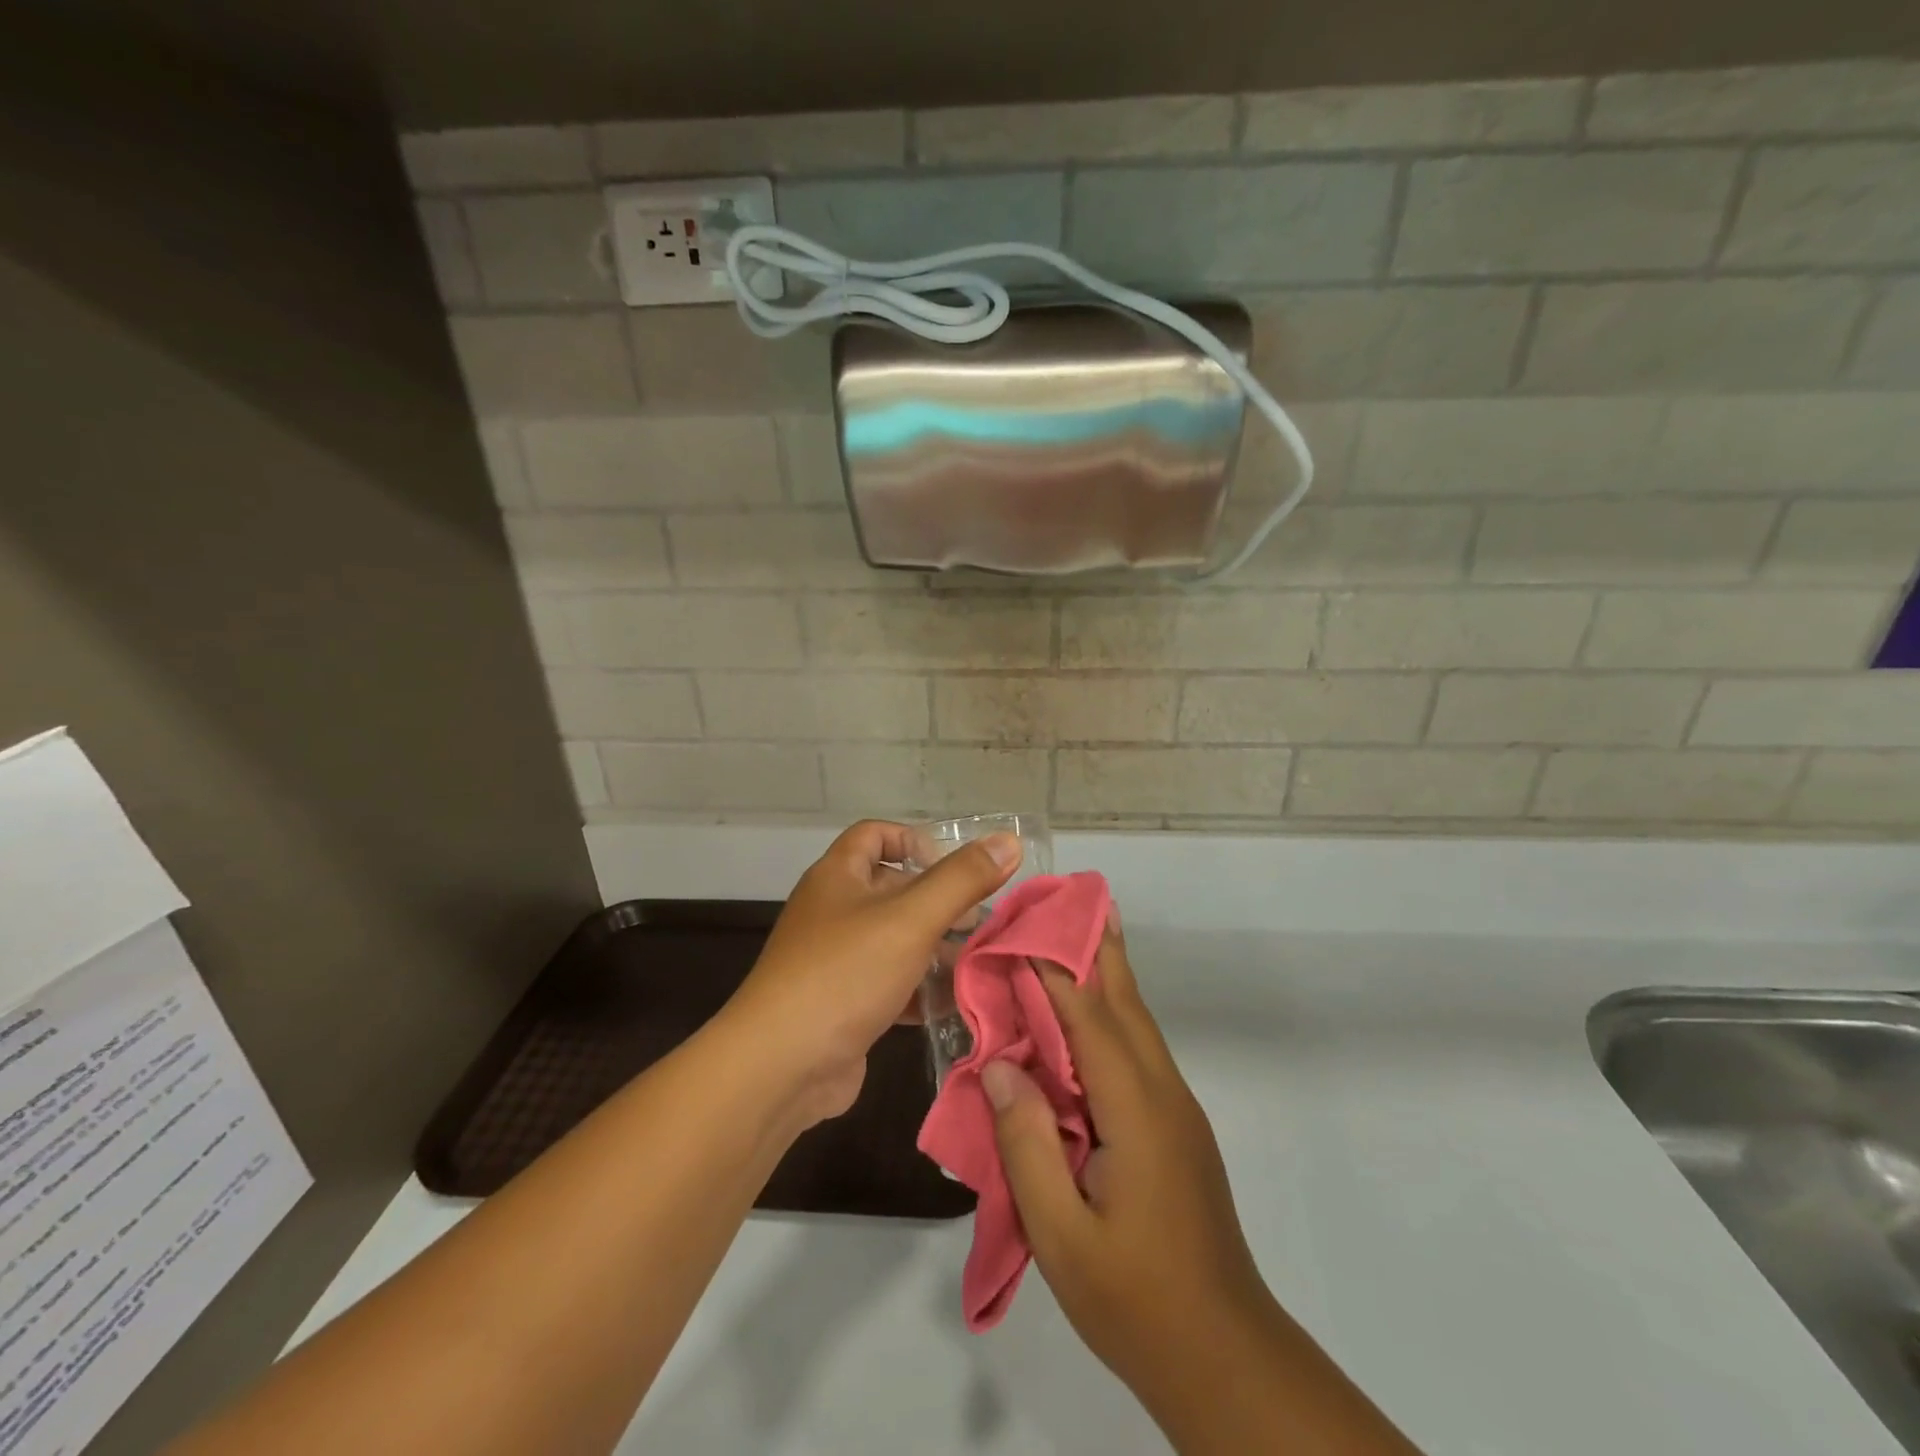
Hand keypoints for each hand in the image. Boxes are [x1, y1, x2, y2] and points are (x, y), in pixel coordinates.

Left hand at [723, 820, 1019, 1128]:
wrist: (780, 1067)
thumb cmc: (845, 973)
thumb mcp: (911, 918)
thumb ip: (962, 879)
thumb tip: (1009, 840)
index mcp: (838, 877)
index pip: (875, 834)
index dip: (914, 840)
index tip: (953, 865)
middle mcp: (832, 911)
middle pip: (891, 889)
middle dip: (938, 901)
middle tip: (982, 919)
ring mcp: (835, 961)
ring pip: (894, 941)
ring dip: (935, 948)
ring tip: (978, 960)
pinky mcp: (843, 1005)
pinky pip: (888, 984)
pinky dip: (919, 990)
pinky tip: (953, 1003)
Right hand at [981, 916, 1274, 1402]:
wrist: (1222, 1357)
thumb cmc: (1134, 1298)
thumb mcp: (1061, 1233)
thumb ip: (1028, 1145)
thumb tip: (1003, 1066)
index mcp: (1136, 1111)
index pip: (1091, 1019)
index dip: (1056, 969)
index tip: (1024, 928)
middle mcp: (1163, 1094)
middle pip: (1127, 1004)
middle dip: (1099, 948)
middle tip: (1071, 899)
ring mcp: (1176, 1111)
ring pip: (1137, 1025)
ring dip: (1108, 977)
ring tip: (1078, 936)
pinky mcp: (1175, 1129)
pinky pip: (1138, 1053)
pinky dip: (1110, 1017)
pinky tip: (1086, 1020)